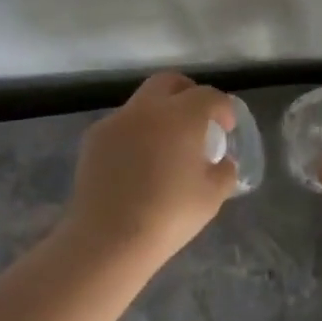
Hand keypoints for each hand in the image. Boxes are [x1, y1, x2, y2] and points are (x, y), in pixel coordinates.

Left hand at [64, 72, 236, 263]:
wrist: (109, 238)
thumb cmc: (168, 216)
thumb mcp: (212, 197)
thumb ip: (224, 171)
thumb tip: (222, 161)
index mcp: (181, 116)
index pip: (208, 96)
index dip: (222, 108)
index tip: (226, 128)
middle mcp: (147, 108)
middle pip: (170, 82)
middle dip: (188, 93)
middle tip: (197, 119)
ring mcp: (117, 120)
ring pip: (143, 102)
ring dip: (160, 113)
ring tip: (166, 145)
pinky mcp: (94, 138)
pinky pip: (122, 124)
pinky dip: (135, 132)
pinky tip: (137, 163)